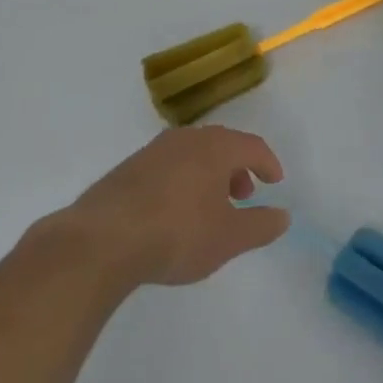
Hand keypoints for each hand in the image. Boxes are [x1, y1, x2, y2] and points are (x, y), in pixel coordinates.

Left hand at [56, 127, 289, 285]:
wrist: (99, 242)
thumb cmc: (177, 234)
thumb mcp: (229, 238)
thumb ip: (261, 226)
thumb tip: (283, 216)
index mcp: (216, 147)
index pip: (252, 146)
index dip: (268, 163)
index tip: (275, 182)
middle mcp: (186, 140)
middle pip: (221, 145)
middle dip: (238, 168)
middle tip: (243, 195)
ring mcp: (152, 152)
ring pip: (192, 155)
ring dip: (208, 175)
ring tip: (209, 207)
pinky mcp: (126, 170)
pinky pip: (166, 167)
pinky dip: (181, 181)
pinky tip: (173, 212)